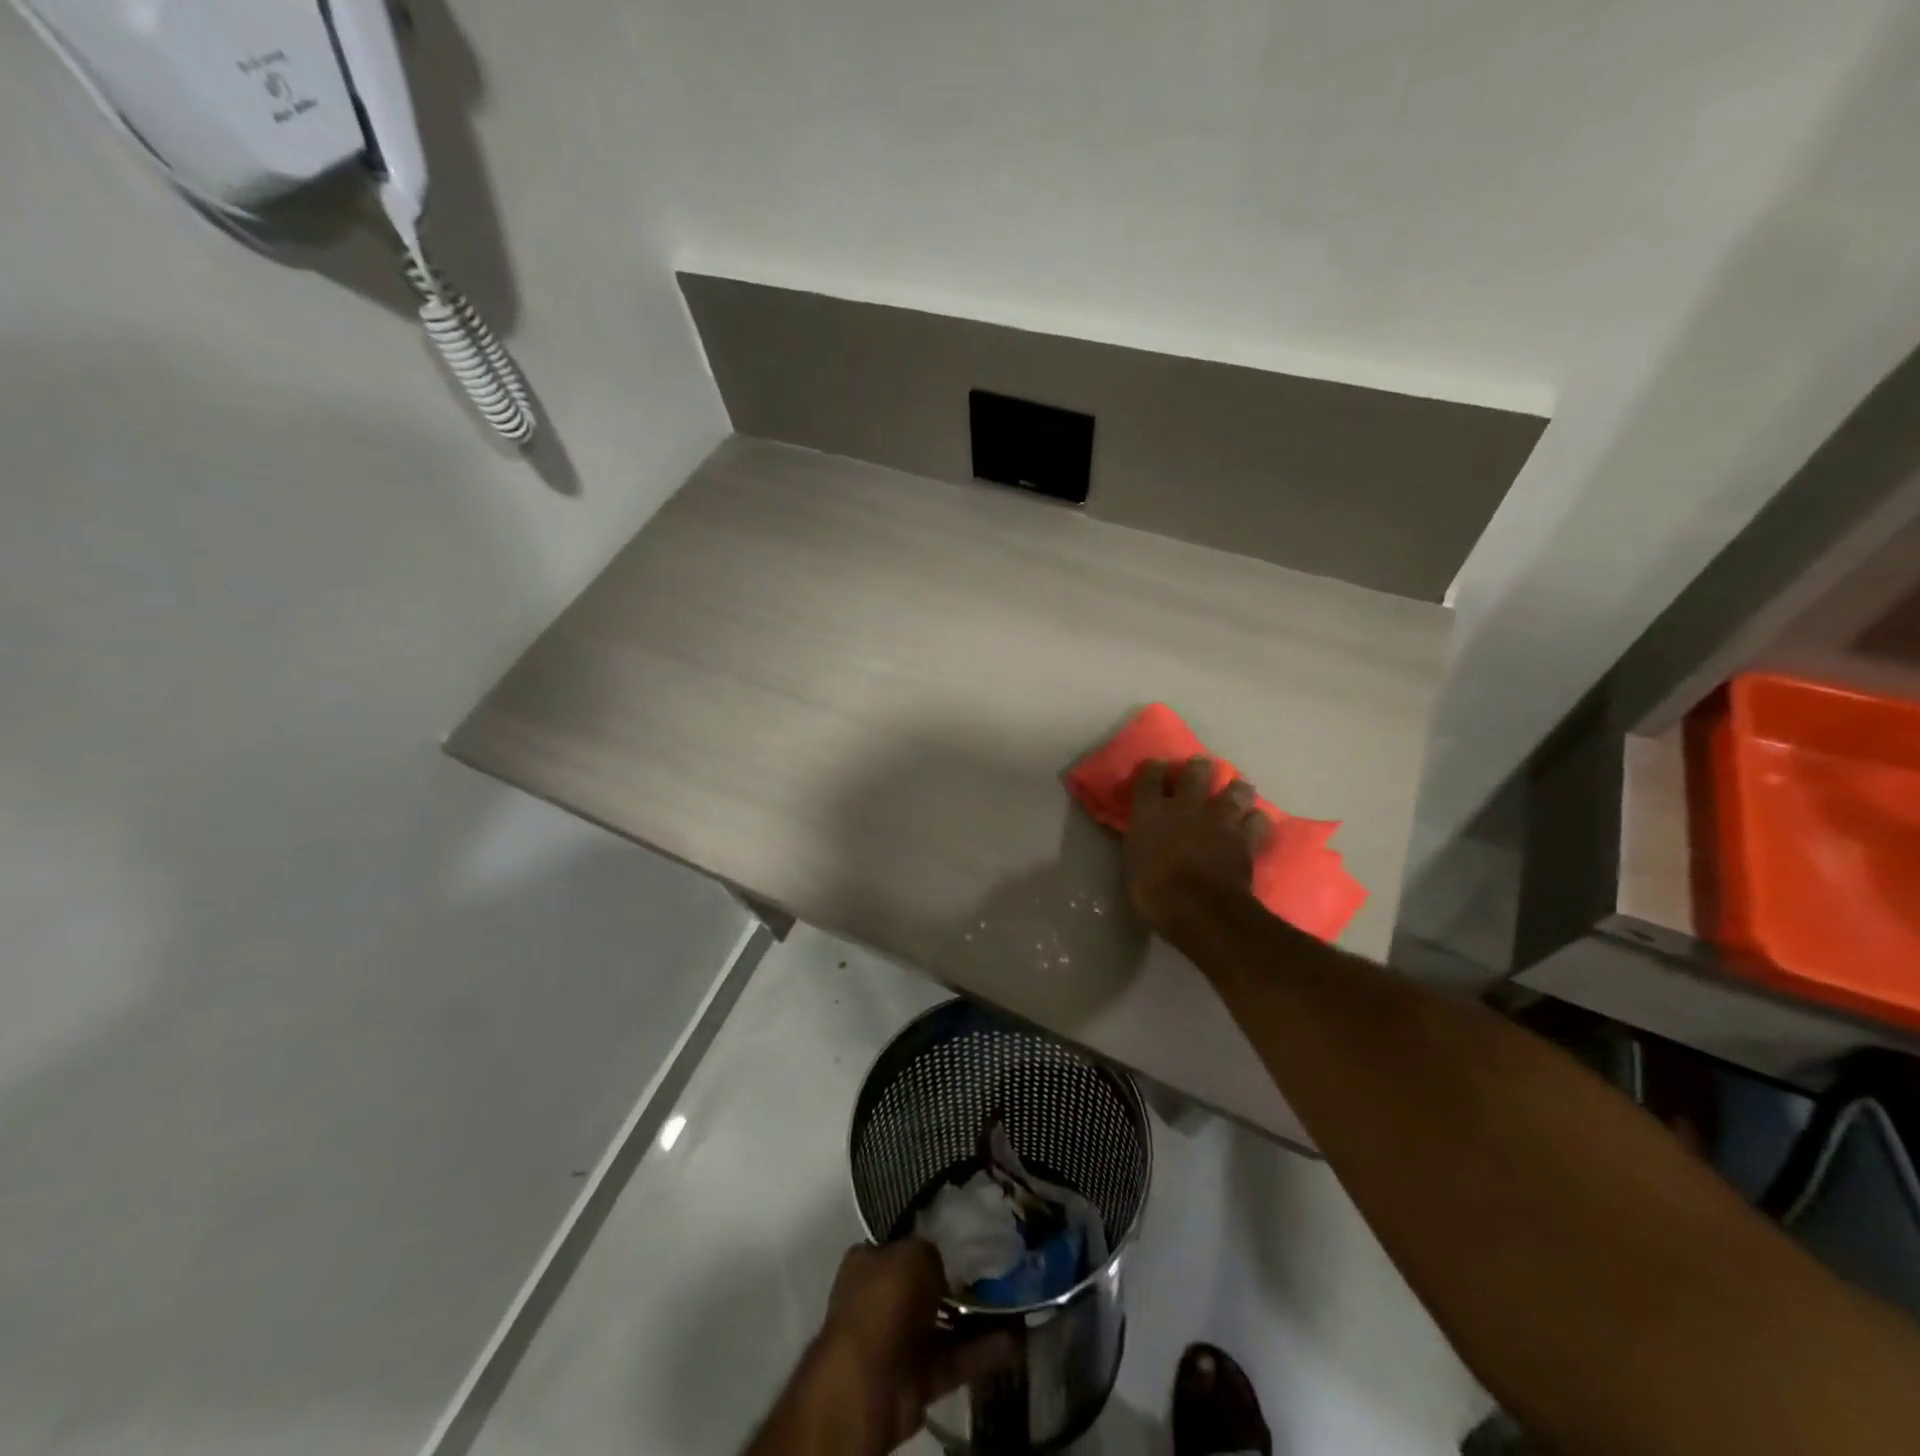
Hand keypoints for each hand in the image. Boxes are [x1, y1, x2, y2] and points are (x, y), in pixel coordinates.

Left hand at [809, 1240, 1007, 1451]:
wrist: (867, 1382)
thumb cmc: (884, 1301)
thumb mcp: (913, 1254)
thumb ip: (931, 1253)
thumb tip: (943, 1266)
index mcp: (869, 1263)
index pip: (902, 1246)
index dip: (930, 1242)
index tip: (963, 1240)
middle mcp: (881, 1299)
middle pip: (925, 1287)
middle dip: (957, 1284)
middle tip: (997, 1273)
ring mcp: (898, 1341)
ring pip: (944, 1325)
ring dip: (977, 1320)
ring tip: (1016, 1306)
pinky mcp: (917, 1379)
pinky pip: (954, 1360)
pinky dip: (981, 1353)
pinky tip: (1015, 1343)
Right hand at [1125, 757, 1268, 949]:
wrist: (1199, 910)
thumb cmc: (1154, 893)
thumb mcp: (1134, 863)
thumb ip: (1142, 841)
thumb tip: (1146, 835)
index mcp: (1151, 812)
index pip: (1150, 776)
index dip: (1154, 769)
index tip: (1156, 768)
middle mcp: (1186, 806)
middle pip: (1196, 771)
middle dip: (1200, 767)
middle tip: (1202, 769)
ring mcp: (1220, 819)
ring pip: (1236, 789)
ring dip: (1236, 789)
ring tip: (1236, 792)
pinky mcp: (1245, 837)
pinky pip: (1258, 820)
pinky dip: (1256, 820)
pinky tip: (1254, 823)